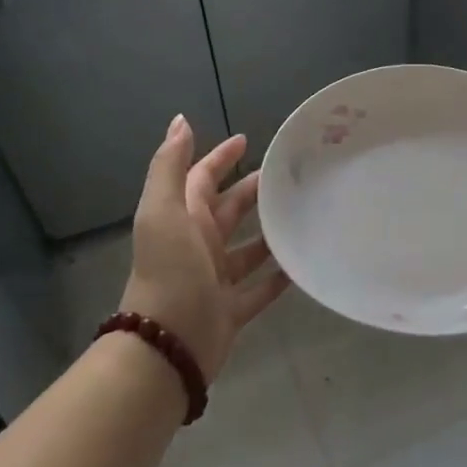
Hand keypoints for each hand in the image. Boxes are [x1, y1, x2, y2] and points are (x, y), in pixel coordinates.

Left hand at [120, 115, 289, 385]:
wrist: (167, 346)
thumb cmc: (169, 272)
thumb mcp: (163, 212)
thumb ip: (169, 166)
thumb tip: (180, 121)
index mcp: (182, 219)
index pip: (202, 179)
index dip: (220, 158)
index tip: (247, 140)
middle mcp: (198, 245)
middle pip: (229, 211)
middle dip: (253, 191)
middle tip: (290, 176)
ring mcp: (215, 279)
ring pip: (248, 249)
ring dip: (270, 233)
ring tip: (303, 216)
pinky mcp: (232, 310)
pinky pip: (260, 289)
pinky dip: (279, 278)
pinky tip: (302, 265)